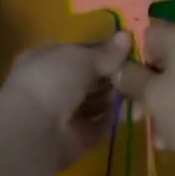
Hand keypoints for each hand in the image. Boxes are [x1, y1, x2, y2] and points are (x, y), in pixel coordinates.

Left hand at [0, 32, 129, 169]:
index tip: (128, 50)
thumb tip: (127, 36)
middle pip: (89, 78)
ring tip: (140, 89)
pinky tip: (136, 109)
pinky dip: (116, 118)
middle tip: (138, 71)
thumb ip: (105, 52)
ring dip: (117, 96)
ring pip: (96, 101)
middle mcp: (53, 86)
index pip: (79, 52)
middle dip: (112, 75)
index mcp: (46, 59)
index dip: (103, 51)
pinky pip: (100, 124)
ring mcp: (63, 114)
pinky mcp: (76, 138)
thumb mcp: (80, 58)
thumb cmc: (51, 81)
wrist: (34, 131)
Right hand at [117, 21, 174, 173]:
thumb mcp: (152, 95)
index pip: (146, 33)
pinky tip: (169, 139)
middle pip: (161, 58)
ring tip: (152, 132)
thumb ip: (131, 77)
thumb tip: (118, 68)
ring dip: (158, 103)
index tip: (116, 77)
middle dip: (143, 85)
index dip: (127, 54)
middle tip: (132, 112)